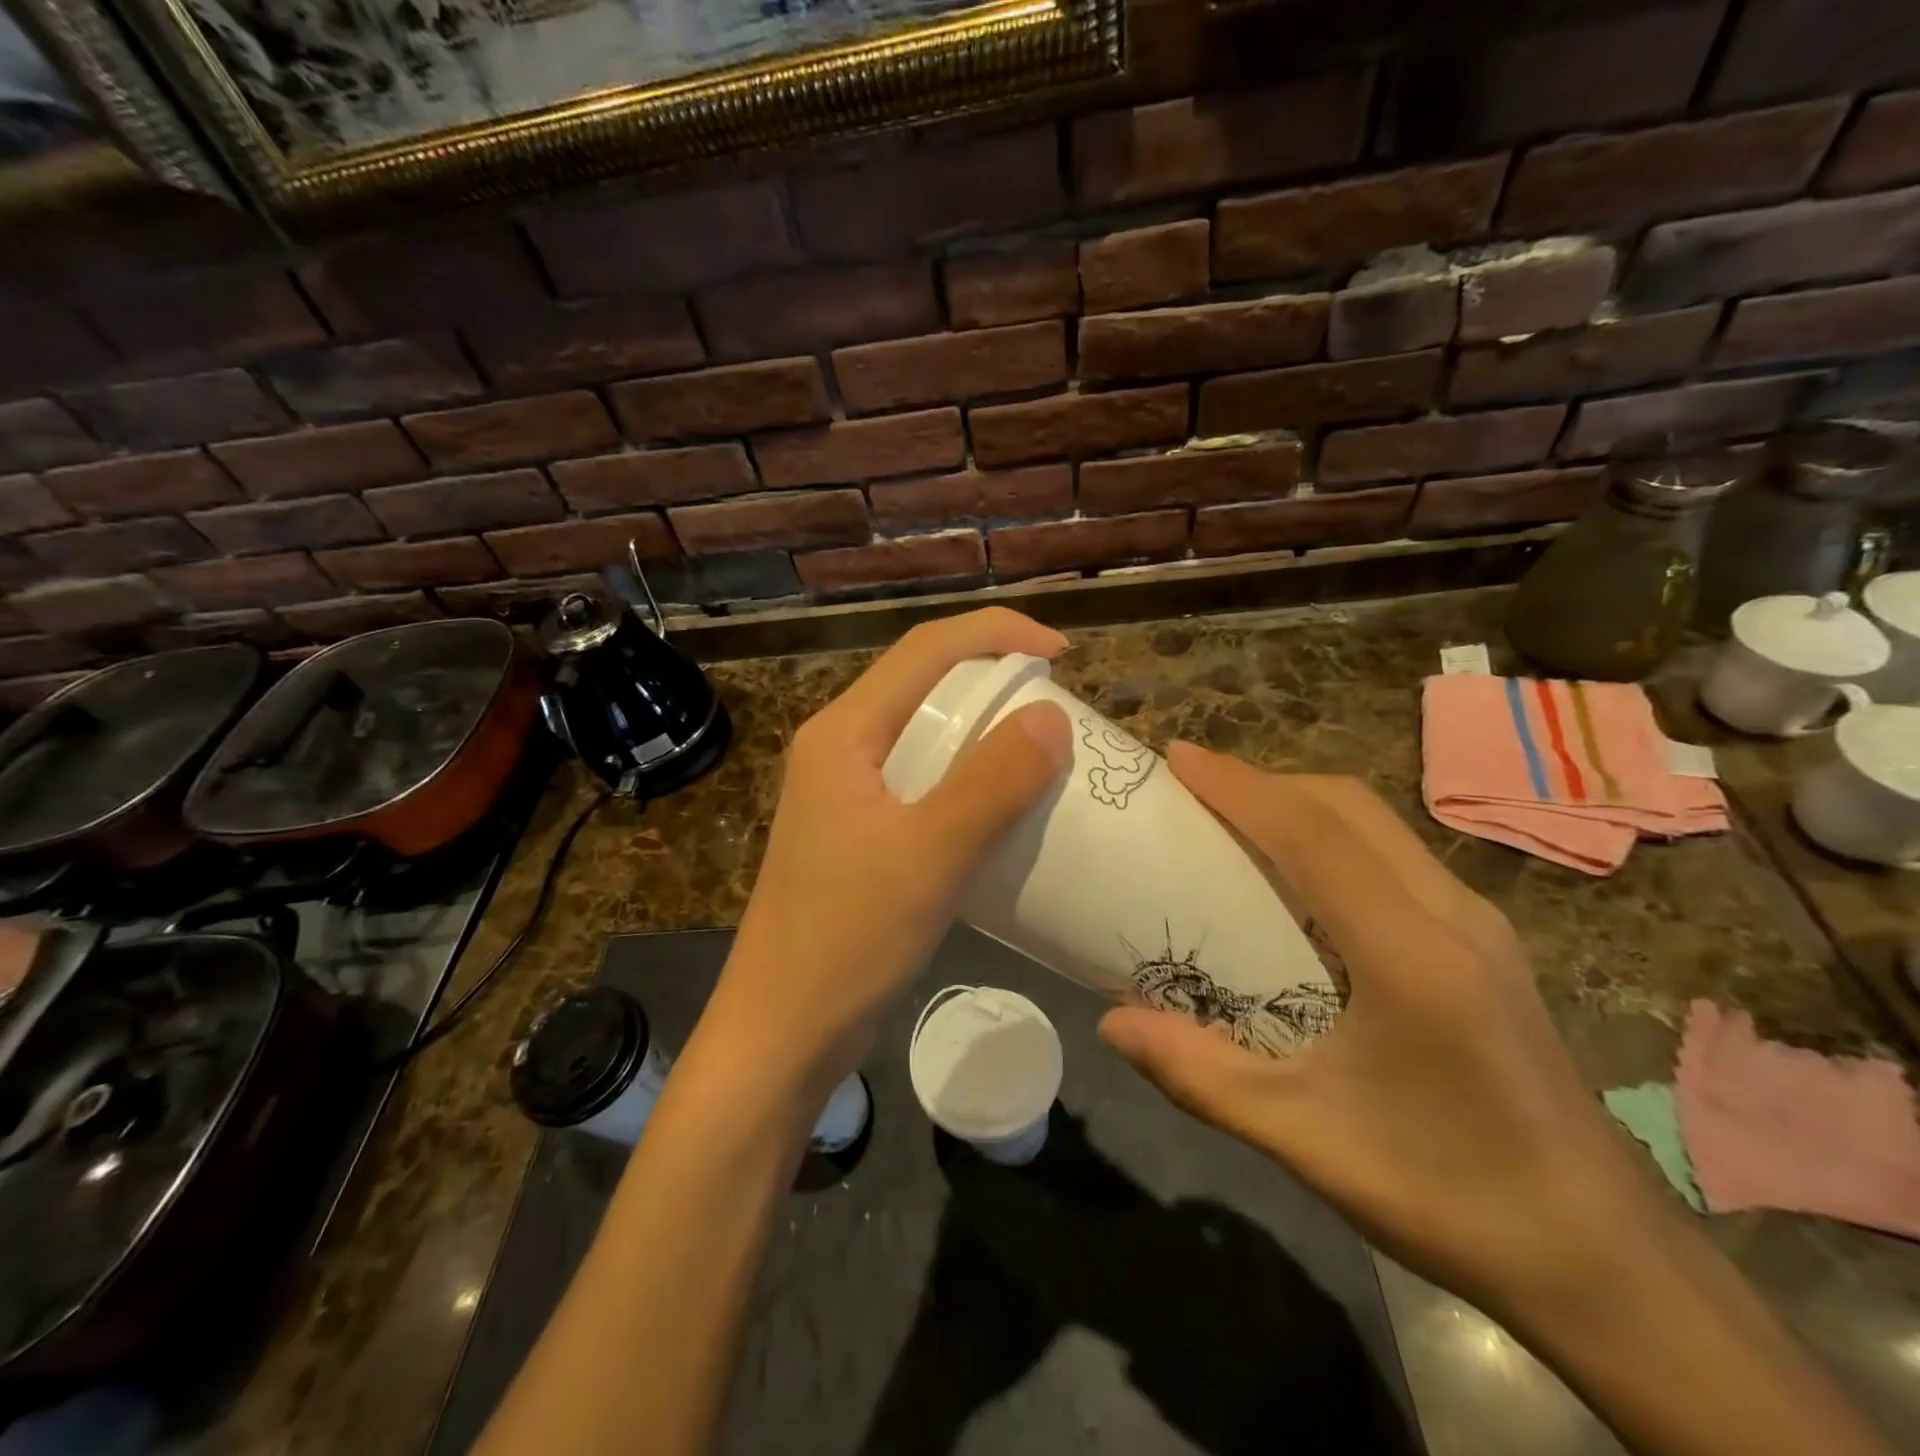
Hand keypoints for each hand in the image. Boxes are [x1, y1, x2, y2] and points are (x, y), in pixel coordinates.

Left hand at [706, 608, 1073, 1097]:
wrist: (783, 1031)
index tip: (1063, 654)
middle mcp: (841, 748)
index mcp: (845, 732)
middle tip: (1058, 702)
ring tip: (1042, 747)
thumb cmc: (847, 940)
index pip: (925, 649)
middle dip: (993, 677)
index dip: (997, 633)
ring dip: (984, 728)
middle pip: (924, 683)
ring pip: (925, 733)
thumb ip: (992, 783)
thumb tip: (1051, 717)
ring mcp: (847, 793)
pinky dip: (969, 776)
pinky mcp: (859, 833)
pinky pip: (923, 781)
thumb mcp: (930, 856)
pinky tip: (1004, 805)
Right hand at [1099, 745, 1665, 1319]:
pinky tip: (1296, 879)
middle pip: (1349, 807)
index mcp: (1412, 953)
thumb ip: (1200, 1075)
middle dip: (1265, 782)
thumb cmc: (1455, 1199)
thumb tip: (1110, 1020)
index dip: (1240, 786)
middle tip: (1194, 789)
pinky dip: (1331, 837)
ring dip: (1299, 804)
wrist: (1612, 1268)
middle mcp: (1452, 917)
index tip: (1178, 757)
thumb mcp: (1306, 1140)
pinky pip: (1393, 856)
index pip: (1313, 835)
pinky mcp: (1484, 946)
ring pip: (1377, 825)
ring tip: (1233, 819)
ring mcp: (1477, 927)